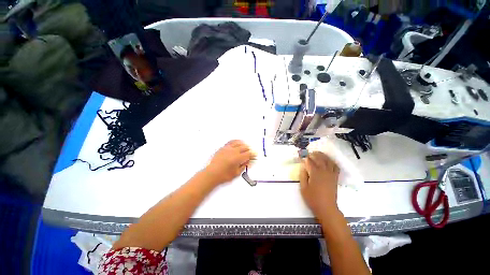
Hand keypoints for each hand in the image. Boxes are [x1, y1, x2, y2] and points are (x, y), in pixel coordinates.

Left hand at [205, 140, 254, 184]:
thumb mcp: (236, 173)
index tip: (255, 155)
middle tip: (251, 153)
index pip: (248, 154)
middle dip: (249, 150)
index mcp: (237, 158)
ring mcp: (228, 148)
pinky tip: (238, 142)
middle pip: (244, 147)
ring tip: (246, 147)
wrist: (211, 174)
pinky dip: (236, 141)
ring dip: (244, 145)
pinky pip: (231, 142)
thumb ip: (244, 166)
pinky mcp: (223, 148)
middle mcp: (233, 151)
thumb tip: (249, 162)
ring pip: (238, 143)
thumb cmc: (223, 175)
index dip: (253, 155)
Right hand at [299, 151, 339, 218]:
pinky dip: (332, 162)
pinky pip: (335, 166)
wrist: (327, 208)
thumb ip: (303, 176)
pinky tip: (328, 161)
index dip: (304, 157)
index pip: (309, 161)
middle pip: (319, 158)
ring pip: (328, 160)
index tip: (301, 155)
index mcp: (315, 173)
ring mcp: (331, 174)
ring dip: (323, 155)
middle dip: (313, 154)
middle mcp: (324, 171)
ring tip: (318, 153)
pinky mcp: (335, 177)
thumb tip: (303, 167)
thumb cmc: (313, 198)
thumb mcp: (303, 187)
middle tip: (309, 152)